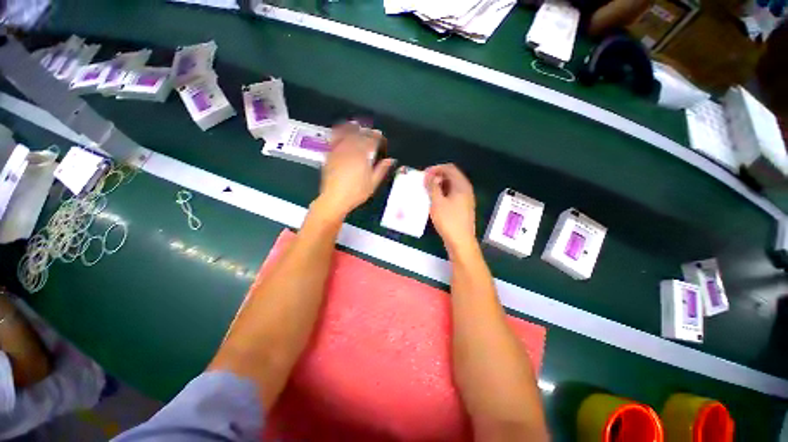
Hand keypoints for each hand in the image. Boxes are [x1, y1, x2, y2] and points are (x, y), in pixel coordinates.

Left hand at [315, 123, 394, 220]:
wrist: (334, 199)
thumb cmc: (356, 193)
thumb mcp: (373, 184)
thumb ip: (382, 169)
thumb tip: (391, 160)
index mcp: (362, 157)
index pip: (371, 141)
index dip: (377, 137)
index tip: (380, 136)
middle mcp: (350, 151)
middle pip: (359, 136)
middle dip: (367, 132)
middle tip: (372, 132)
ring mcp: (338, 152)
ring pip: (346, 135)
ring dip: (353, 128)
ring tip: (357, 124)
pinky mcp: (330, 155)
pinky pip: (334, 140)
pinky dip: (338, 133)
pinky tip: (340, 130)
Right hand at [424, 164, 476, 254]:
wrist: (461, 241)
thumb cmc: (448, 220)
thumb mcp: (437, 202)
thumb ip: (432, 187)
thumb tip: (428, 176)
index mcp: (462, 185)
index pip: (449, 168)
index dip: (436, 169)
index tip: (424, 175)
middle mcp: (466, 189)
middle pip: (451, 176)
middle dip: (437, 177)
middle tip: (424, 183)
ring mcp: (466, 199)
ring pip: (451, 186)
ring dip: (439, 186)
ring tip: (427, 191)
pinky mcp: (463, 208)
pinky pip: (452, 195)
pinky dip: (443, 194)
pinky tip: (435, 201)